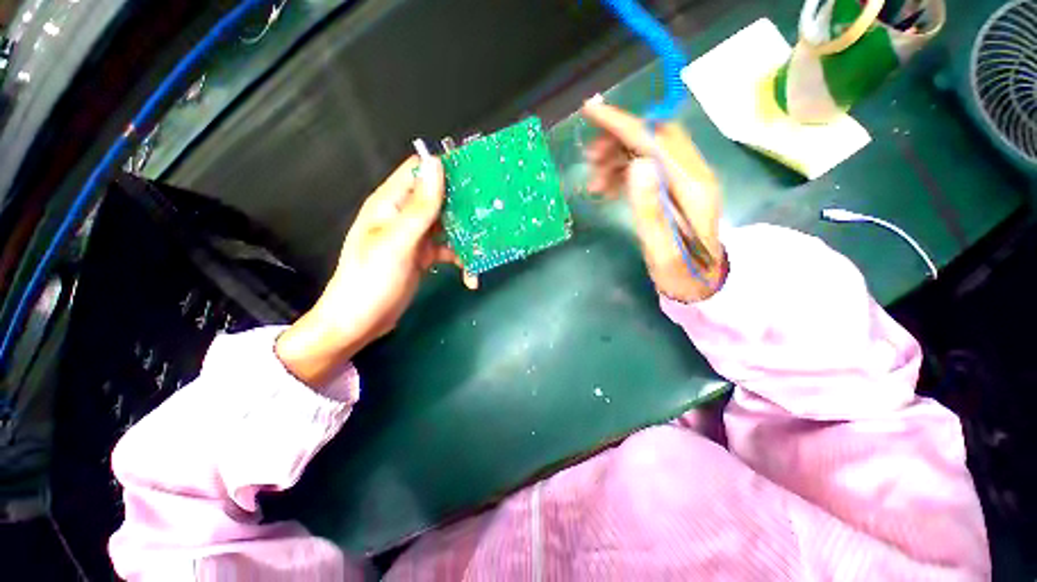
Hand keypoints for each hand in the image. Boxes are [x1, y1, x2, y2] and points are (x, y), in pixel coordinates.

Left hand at [276, 155, 469, 386]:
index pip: (420, 171)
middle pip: (440, 199)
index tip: (478, 176)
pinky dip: (461, 260)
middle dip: (465, 207)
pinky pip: (448, 250)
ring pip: (448, 226)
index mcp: (391, 203)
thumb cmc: (372, 280)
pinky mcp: (423, 256)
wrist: (359, 323)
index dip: (447, 169)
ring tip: (485, 251)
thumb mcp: (397, 242)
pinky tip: (470, 277)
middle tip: (492, 216)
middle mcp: (404, 215)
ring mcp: (415, 237)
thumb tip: (437, 163)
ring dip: (467, 238)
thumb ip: (419, 207)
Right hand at [582, 98, 725, 302]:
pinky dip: (625, 170)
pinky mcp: (677, 188)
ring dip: (619, 157)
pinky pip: (649, 166)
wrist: (704, 285)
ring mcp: (687, 180)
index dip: (622, 124)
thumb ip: (650, 210)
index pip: (654, 141)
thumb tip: (636, 165)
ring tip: (595, 181)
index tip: (591, 110)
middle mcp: (694, 174)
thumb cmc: (682, 273)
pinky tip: (609, 187)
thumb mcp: (662, 250)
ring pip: (650, 150)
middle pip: (654, 137)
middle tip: (589, 159)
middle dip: (618, 139)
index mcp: (692, 187)